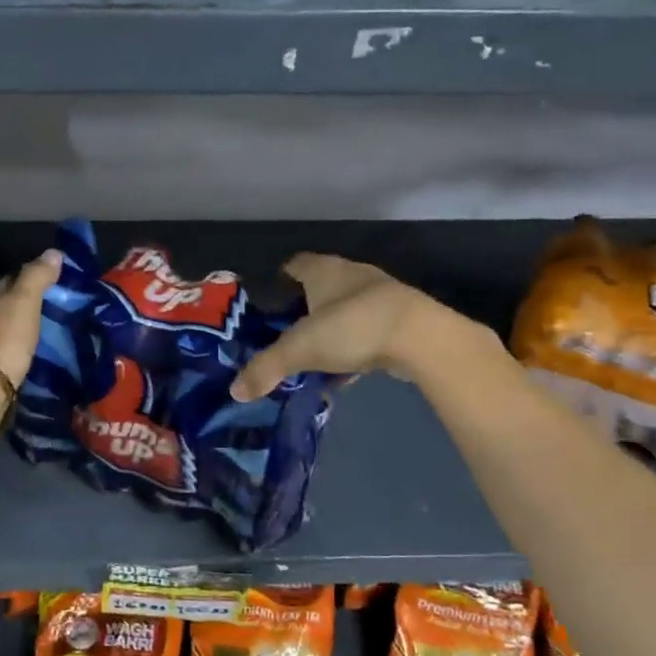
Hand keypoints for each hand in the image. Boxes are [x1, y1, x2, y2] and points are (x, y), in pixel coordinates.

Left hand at [0, 249, 62, 387]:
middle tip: (57, 313)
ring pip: (5, 332)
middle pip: (5, 308)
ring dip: (24, 332)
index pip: (7, 282)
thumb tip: (54, 252)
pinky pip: (7, 354)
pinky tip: (35, 357)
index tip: (55, 287)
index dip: (31, 281)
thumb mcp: (24, 301)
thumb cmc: (3, 338)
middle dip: (27, 309)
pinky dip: (20, 353)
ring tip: (50, 337)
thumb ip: (37, 276)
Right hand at [231, 254, 460, 401]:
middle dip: (305, 308)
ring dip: (332, 330)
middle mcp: (352, 275)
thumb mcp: (299, 349)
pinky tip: (346, 371)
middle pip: (322, 287)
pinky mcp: (400, 320)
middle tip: (286, 332)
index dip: (282, 278)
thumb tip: (235, 391)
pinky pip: (367, 332)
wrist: (420, 337)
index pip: (296, 264)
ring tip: (314, 355)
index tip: (270, 296)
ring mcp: (380, 296)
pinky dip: (355, 347)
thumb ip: (266, 368)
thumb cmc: (351, 328)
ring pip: (347, 311)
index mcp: (324, 270)